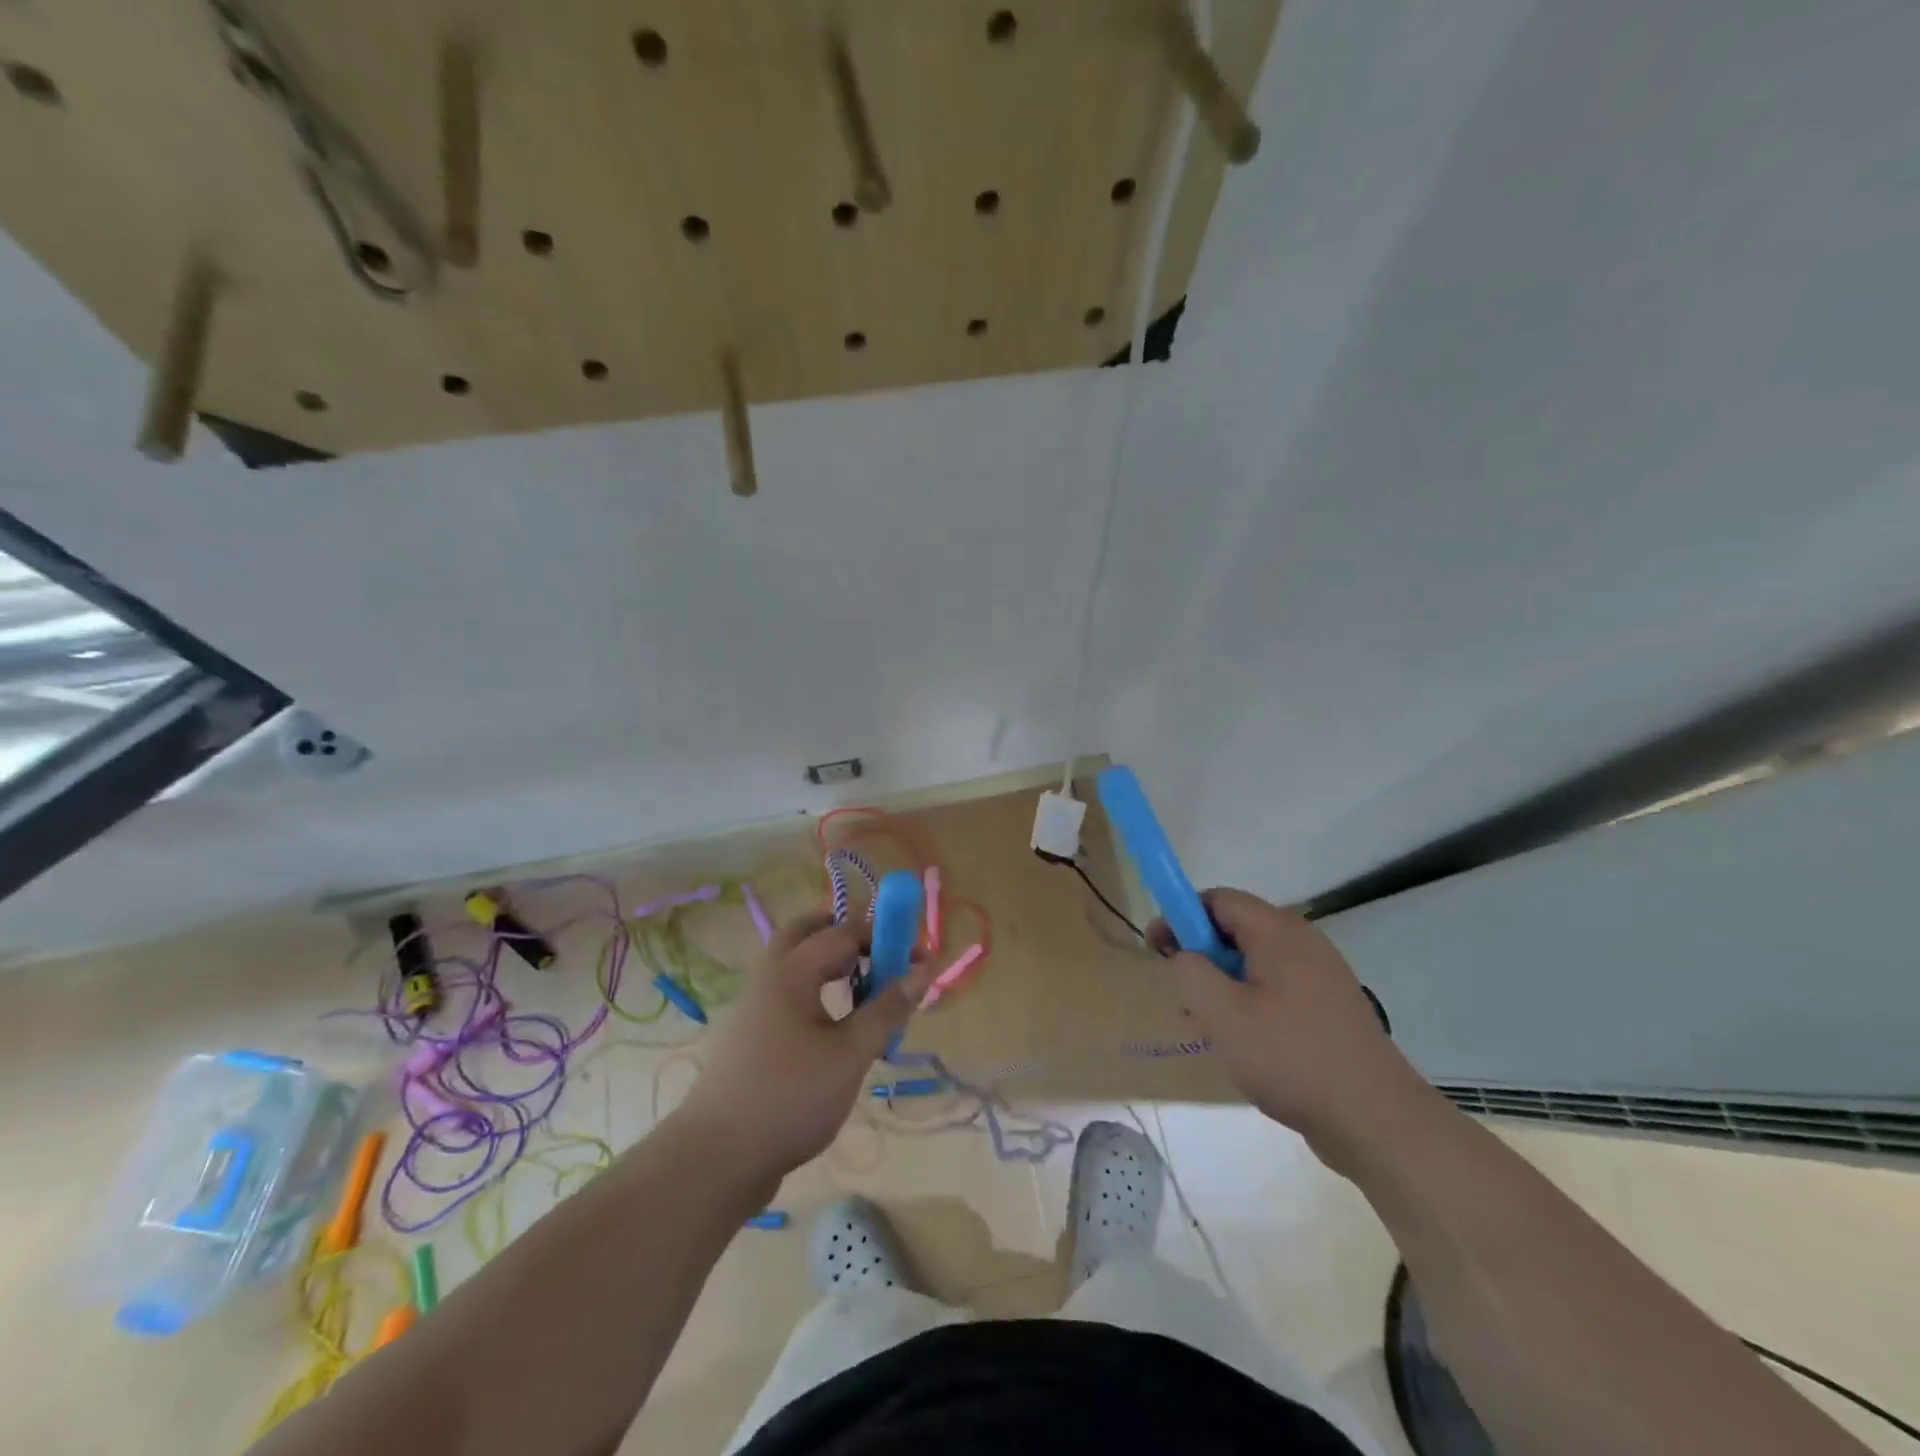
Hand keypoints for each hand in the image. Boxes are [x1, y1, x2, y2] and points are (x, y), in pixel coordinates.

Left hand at [674, 912, 931, 1191]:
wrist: (716, 1158)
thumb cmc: (791, 1098)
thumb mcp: (851, 1054)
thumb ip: (887, 1009)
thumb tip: (924, 970)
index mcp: (791, 971)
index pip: (844, 932)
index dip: (885, 937)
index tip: (918, 957)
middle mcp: (769, 977)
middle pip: (807, 932)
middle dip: (846, 934)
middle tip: (880, 953)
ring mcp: (754, 1005)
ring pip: (795, 963)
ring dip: (830, 961)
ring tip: (864, 987)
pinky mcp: (750, 1034)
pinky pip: (788, 991)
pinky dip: (815, 988)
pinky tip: (835, 1023)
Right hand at [1149, 888, 1437, 1169]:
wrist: (1377, 1121)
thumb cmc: (1291, 1058)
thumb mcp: (1222, 1014)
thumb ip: (1190, 972)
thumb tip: (1182, 954)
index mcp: (1278, 933)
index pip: (1218, 899)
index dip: (1180, 916)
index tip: (1156, 949)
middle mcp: (1303, 943)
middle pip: (1236, 928)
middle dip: (1201, 954)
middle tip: (1183, 993)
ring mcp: (1321, 976)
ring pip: (1254, 962)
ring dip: (1223, 983)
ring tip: (1210, 1025)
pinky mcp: (1330, 1008)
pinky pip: (1276, 988)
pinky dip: (1250, 1002)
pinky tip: (1244, 1043)